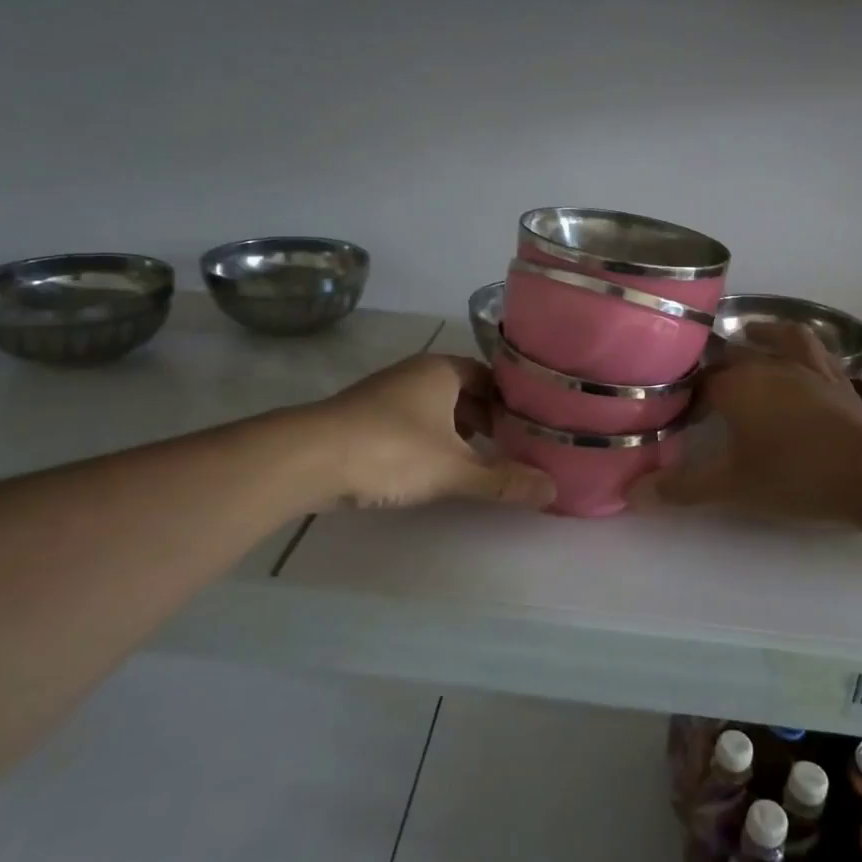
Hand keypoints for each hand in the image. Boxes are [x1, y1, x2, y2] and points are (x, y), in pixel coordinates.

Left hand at [310, 354, 555, 510]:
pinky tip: (436, 470)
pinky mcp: (364, 419)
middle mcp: (415, 374)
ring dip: (458, 433)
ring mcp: (385, 395)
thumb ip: (503, 480)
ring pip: (435, 410)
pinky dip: (430, 442)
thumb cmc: (392, 450)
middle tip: (512, 448)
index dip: (511, 400)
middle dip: (487, 419)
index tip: (531, 425)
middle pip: (463, 392)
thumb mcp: (454, 469)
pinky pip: (411, 425)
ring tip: (480, 463)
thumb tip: (553, 490)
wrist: (309, 458)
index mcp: (441, 371)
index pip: (489, 376)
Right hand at [632, 323, 861, 522]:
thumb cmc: (794, 475)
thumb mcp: (731, 487)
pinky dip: (800, 344)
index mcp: (736, 385)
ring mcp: (806, 368)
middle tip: (701, 386)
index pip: (697, 381)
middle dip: (713, 367)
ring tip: (748, 335)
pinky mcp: (836, 379)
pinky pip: (814, 349)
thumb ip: (680, 488)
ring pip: (775, 339)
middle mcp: (767, 365)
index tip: (674, 412)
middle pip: (731, 355)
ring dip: (758, 336)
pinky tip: (798, 351)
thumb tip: (630, 494)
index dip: (683, 396)